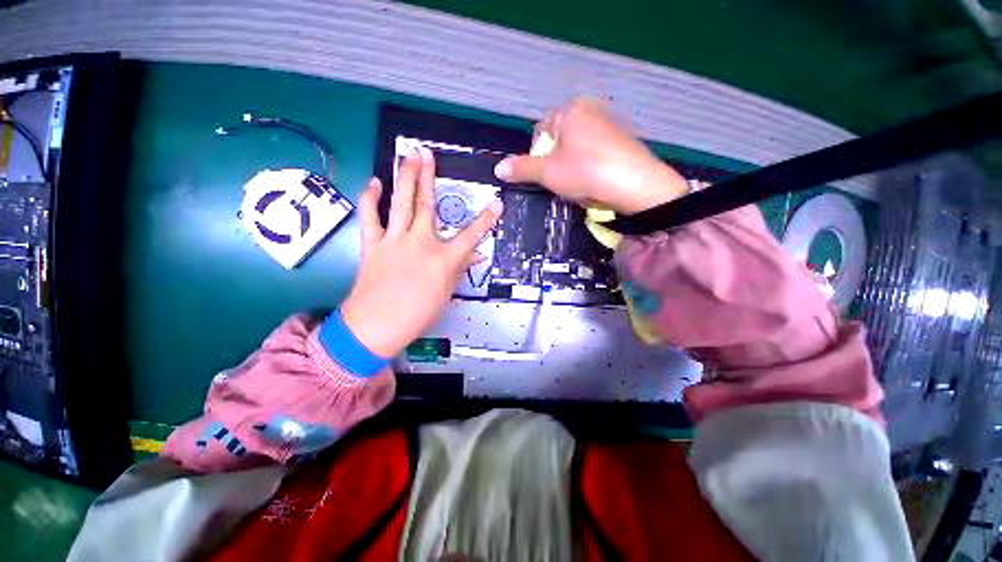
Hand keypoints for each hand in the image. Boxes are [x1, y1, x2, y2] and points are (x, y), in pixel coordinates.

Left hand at [341, 148, 502, 357]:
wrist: (376, 326)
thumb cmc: (417, 314)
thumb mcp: (446, 293)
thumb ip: (461, 268)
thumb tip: (476, 254)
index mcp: (443, 259)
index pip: (471, 235)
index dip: (486, 219)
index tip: (497, 204)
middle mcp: (420, 243)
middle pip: (427, 204)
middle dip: (429, 177)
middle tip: (428, 155)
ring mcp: (394, 241)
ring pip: (401, 202)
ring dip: (405, 177)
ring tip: (407, 157)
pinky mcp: (372, 244)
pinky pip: (370, 217)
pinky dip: (370, 198)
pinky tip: (374, 184)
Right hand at [494, 97, 688, 214]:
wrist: (635, 184)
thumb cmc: (585, 172)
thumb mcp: (547, 172)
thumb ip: (522, 168)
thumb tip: (498, 168)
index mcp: (571, 110)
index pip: (541, 130)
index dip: (536, 155)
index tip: (542, 175)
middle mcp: (592, 109)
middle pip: (560, 139)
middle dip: (555, 162)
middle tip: (559, 181)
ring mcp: (611, 124)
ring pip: (578, 148)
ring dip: (572, 166)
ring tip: (578, 184)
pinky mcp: (624, 140)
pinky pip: (596, 153)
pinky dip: (590, 167)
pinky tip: (595, 182)